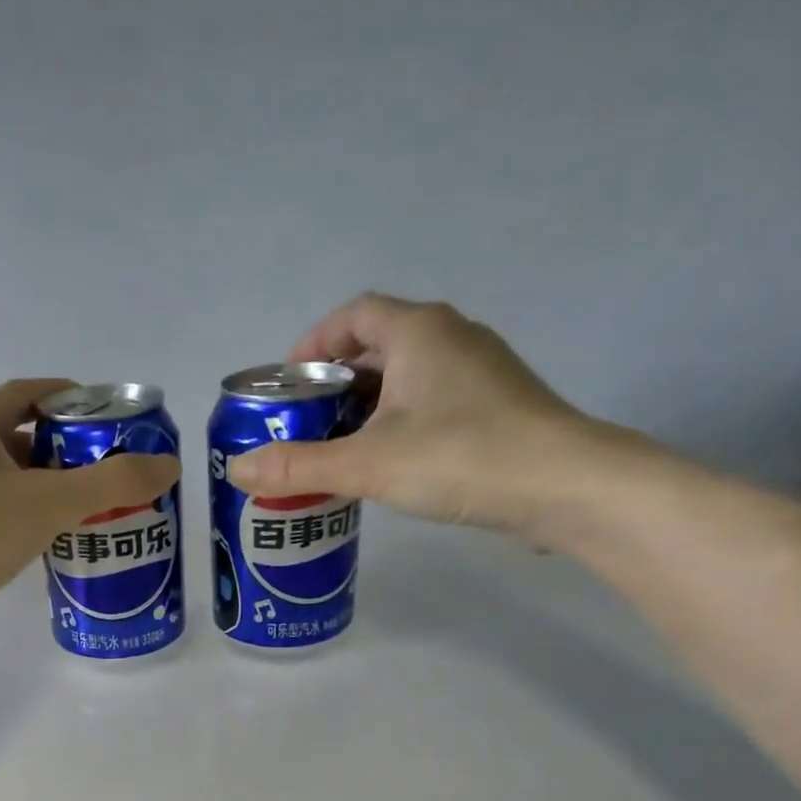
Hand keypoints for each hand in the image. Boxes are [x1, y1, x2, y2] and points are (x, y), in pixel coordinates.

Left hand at [0, 377, 180, 598]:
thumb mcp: (52, 501)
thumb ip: (112, 483)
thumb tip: (169, 466)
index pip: (24, 394)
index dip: (65, 397)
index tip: (104, 414)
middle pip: (18, 438)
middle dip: (64, 449)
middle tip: (108, 467)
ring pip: (9, 481)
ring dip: (48, 488)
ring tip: (93, 505)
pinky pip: (0, 515)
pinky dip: (30, 519)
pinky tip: (58, 538)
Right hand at [228, 293, 657, 546]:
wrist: (563, 486)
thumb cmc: (460, 457)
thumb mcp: (366, 464)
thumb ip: (298, 467)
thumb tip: (236, 470)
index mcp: (418, 331)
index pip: (353, 314)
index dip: (313, 343)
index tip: (287, 385)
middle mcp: (451, 338)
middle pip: (377, 346)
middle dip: (332, 384)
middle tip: (301, 427)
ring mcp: (478, 372)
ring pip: (404, 378)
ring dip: (364, 408)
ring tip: (333, 452)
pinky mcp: (494, 407)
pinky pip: (429, 403)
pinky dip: (395, 425)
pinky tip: (383, 466)